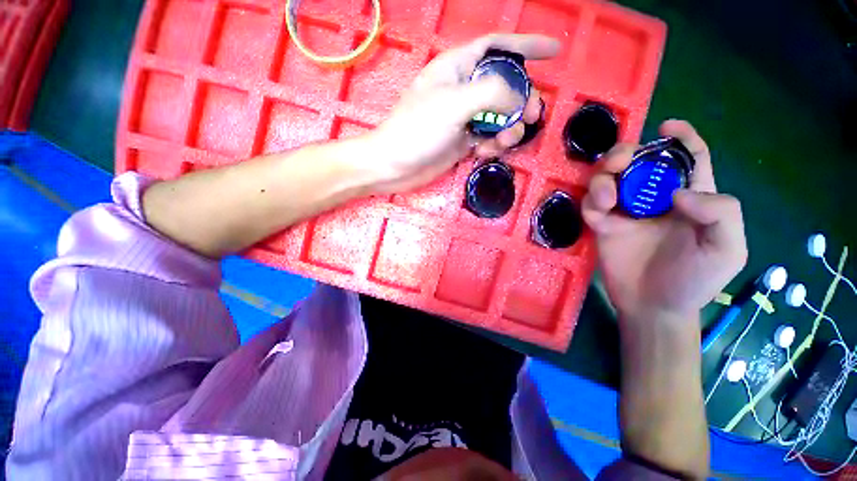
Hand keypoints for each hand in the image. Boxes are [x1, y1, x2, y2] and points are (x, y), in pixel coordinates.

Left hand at [364, 34, 559, 193]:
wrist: (396, 165)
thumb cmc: (418, 130)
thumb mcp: (454, 103)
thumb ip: (492, 94)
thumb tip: (520, 99)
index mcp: (457, 67)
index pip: (498, 46)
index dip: (527, 45)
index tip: (554, 51)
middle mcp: (463, 89)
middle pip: (506, 86)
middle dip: (522, 100)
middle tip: (532, 117)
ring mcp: (464, 117)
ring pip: (500, 115)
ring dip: (508, 128)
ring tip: (503, 142)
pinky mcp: (463, 140)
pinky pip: (489, 137)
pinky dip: (493, 144)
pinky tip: (484, 153)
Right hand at [581, 120, 747, 321]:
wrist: (653, 306)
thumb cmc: (694, 281)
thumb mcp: (727, 250)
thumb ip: (720, 214)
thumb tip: (679, 193)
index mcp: (691, 197)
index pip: (688, 158)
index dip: (680, 138)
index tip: (667, 126)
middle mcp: (655, 198)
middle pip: (639, 161)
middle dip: (626, 153)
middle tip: (620, 162)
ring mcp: (625, 211)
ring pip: (608, 178)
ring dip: (603, 178)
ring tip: (606, 197)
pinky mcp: (602, 225)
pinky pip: (590, 204)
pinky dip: (591, 202)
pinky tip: (598, 211)